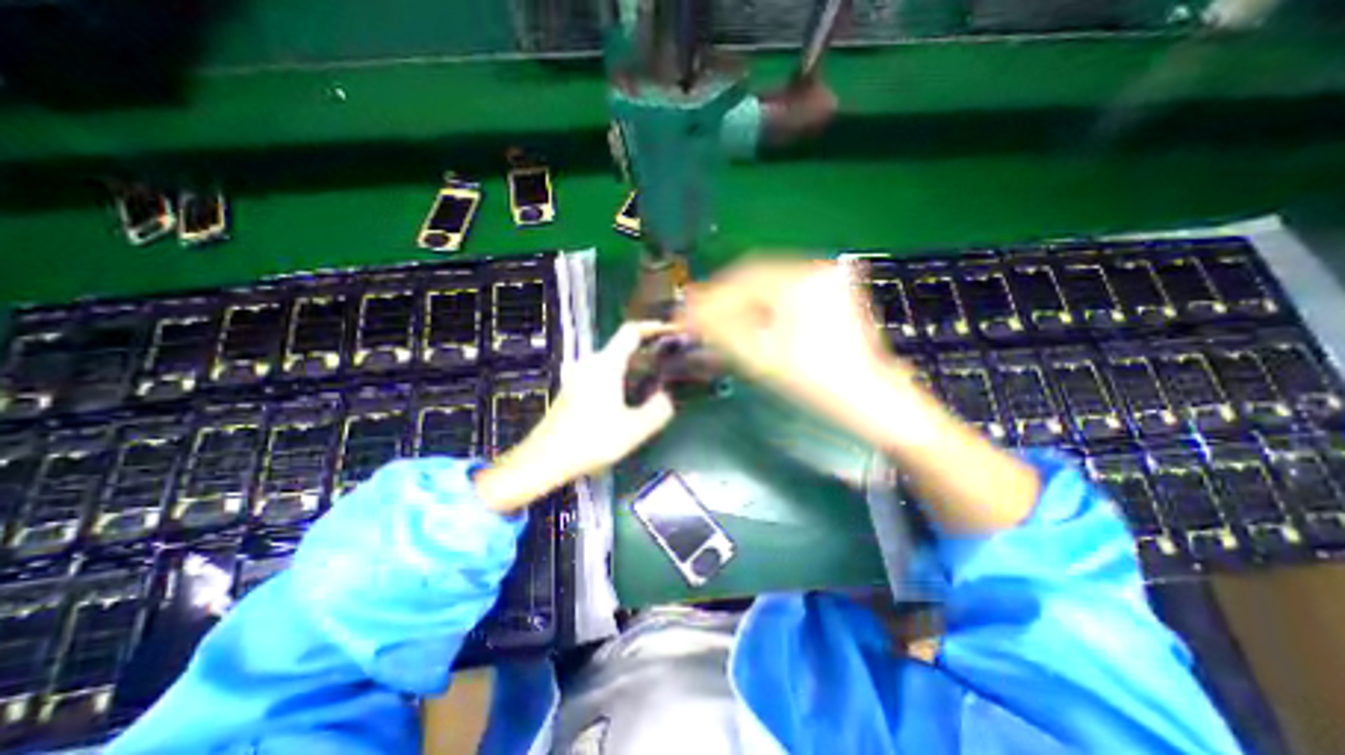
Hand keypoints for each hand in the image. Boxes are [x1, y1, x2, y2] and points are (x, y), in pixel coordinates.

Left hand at [476, 320, 684, 509]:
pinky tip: (629, 398)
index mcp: (606, 364)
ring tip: (655, 382)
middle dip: (648, 352)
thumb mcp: (633, 430)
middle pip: (622, 346)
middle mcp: (590, 363)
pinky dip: (621, 377)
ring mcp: (579, 375)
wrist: (544, 459)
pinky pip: (602, 373)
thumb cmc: (590, 441)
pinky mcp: (573, 388)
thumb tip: (666, 397)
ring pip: (613, 361)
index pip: (631, 332)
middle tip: (669, 364)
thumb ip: (658, 410)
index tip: (671, 332)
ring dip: (634, 367)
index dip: (653, 327)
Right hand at [688, 255, 918, 440]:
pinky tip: (746, 324)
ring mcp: (825, 281)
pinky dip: (760, 308)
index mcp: (800, 279)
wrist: (869, 401)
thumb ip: (718, 330)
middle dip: (723, 301)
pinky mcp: (829, 295)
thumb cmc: (815, 382)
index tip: (685, 314)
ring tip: (716, 325)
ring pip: (768, 287)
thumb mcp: (760, 357)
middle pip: (754, 279)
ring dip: (740, 304)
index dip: (709, 297)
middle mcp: (814, 269)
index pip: (741, 278)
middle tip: (697, 320)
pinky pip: (783, 295)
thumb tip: (686, 314)